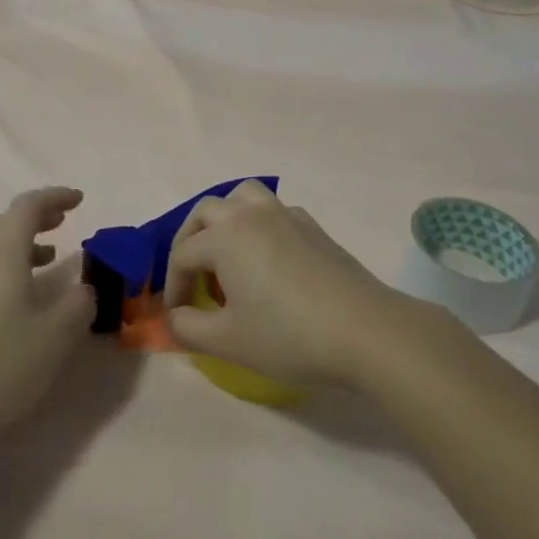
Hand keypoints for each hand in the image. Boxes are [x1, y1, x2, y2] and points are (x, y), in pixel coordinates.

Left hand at [0, 187, 94, 441]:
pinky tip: (27, 299)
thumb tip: (84, 289)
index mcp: (4, 254)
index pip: (28, 207)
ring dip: (26, 243)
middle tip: (65, 220)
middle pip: (7, 223)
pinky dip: (14, 269)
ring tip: (52, 256)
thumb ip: (79, 304)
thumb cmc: (0, 362)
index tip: (80, 199)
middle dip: (38, 216)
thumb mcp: (56, 334)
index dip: (55, 197)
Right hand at [165, 180, 401, 387]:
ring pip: (243, 197)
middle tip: (193, 277)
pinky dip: (259, 224)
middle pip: (206, 212)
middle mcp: (251, 214)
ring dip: (225, 219)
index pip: (183, 254)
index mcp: (225, 237)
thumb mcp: (228, 341)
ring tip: (227, 254)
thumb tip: (174, 317)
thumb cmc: (289, 336)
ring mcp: (286, 215)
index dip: (173, 285)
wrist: (365, 331)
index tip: (177, 315)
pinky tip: (268, 259)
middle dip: (190, 241)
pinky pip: (274, 211)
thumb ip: (188, 328)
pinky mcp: (313, 226)